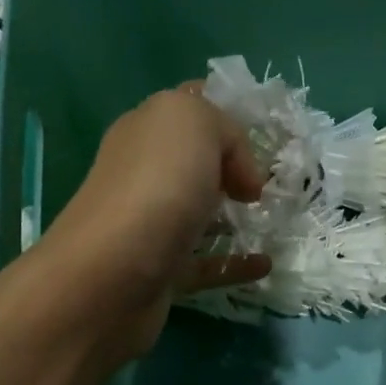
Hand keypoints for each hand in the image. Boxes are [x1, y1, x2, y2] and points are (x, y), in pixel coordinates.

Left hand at [36, 83, 270, 355]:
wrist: (112, 276)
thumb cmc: (156, 186)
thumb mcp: (194, 122)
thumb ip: (225, 129)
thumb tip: (241, 177)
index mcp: (146, 130)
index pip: (188, 108)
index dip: (225, 114)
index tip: (265, 137)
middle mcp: (144, 174)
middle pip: (194, 163)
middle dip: (233, 169)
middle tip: (274, 182)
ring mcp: (151, 226)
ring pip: (198, 214)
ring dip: (234, 217)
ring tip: (274, 221)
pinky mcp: (161, 272)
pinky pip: (205, 264)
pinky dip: (235, 264)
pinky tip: (265, 264)